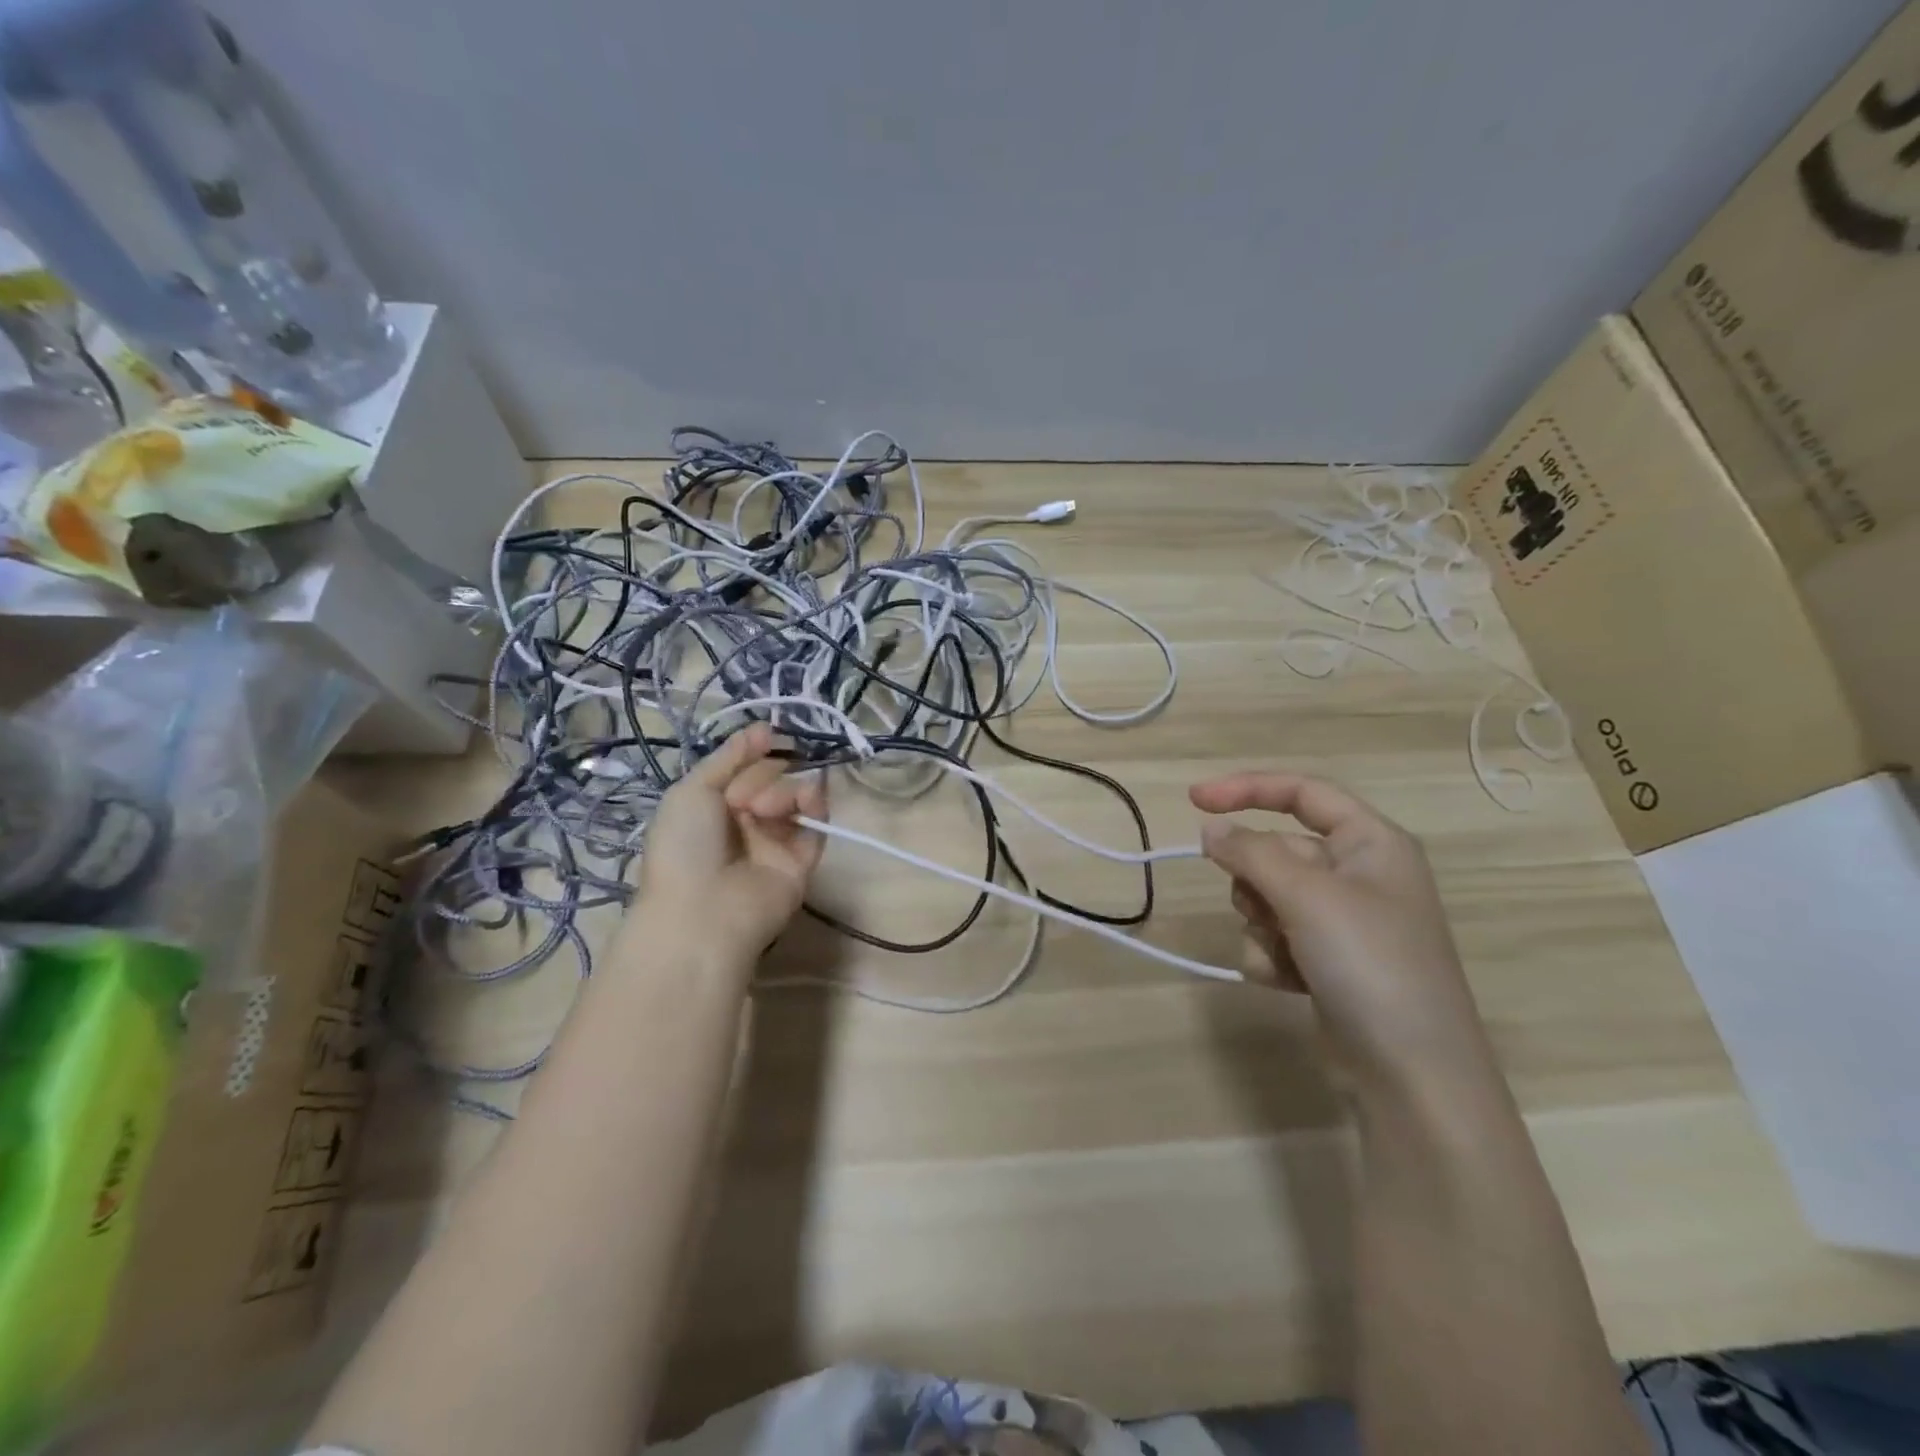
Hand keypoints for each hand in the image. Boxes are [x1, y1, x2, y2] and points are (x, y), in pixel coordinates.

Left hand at [631, 724, 827, 963]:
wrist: (702, 911)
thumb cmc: (685, 846)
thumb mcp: (692, 790)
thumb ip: (729, 757)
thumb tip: (765, 727)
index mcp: (715, 804)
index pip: (745, 767)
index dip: (754, 752)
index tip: (768, 735)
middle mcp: (746, 820)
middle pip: (771, 776)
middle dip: (760, 777)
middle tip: (740, 802)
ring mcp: (776, 839)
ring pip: (795, 795)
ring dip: (782, 791)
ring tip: (764, 810)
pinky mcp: (803, 859)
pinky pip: (817, 822)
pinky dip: (815, 804)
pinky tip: (806, 799)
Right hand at [1189, 772, 1493, 1088]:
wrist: (1412, 1076)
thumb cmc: (1370, 964)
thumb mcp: (1308, 896)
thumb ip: (1251, 853)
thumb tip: (1211, 829)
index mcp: (1371, 844)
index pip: (1302, 792)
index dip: (1247, 789)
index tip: (1194, 801)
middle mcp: (1358, 875)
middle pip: (1277, 850)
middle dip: (1256, 880)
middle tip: (1265, 908)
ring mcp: (1341, 922)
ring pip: (1267, 896)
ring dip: (1261, 923)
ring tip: (1286, 954)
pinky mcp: (1325, 962)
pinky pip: (1274, 938)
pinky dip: (1271, 956)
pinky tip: (1290, 983)